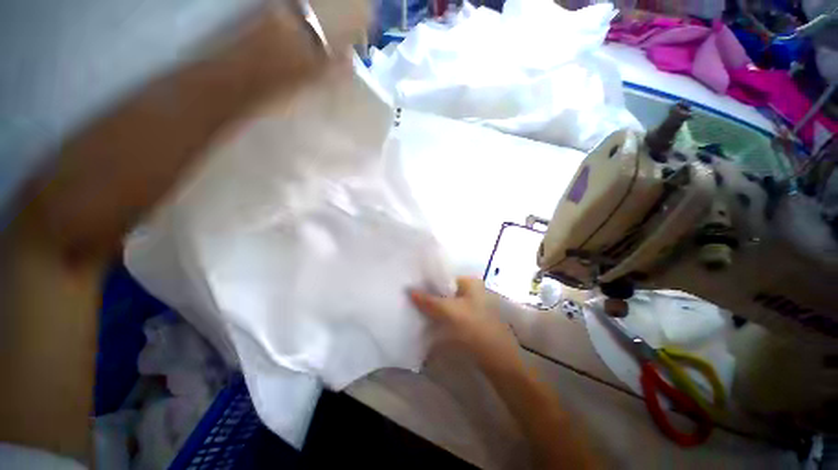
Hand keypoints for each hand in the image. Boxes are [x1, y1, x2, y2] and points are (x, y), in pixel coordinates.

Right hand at [410, 277, 520, 367]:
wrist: (498, 361)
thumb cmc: (476, 329)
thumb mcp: (450, 312)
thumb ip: (429, 301)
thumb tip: (409, 290)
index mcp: (471, 283)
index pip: (444, 278)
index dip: (428, 283)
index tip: (412, 289)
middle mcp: (472, 292)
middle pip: (445, 292)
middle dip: (430, 298)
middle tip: (411, 301)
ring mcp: (472, 308)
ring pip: (447, 305)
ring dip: (434, 310)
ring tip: (416, 312)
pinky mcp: (470, 323)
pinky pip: (451, 317)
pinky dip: (440, 319)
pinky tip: (428, 324)